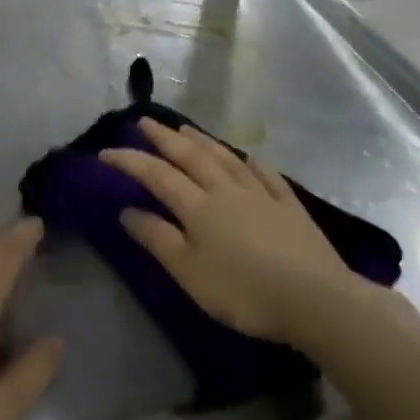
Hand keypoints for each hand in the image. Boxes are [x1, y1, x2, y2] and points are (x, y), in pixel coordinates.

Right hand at [101, 119, 387, 347]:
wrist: (314, 298)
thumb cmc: (243, 291)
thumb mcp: (189, 272)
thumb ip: (157, 239)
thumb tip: (127, 210)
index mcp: (198, 207)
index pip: (156, 175)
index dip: (129, 160)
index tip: (105, 151)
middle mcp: (226, 190)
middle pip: (190, 156)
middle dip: (163, 138)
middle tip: (144, 121)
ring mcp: (261, 194)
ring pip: (226, 158)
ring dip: (202, 141)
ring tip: (185, 128)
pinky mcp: (289, 205)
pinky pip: (266, 174)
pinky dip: (252, 162)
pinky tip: (249, 156)